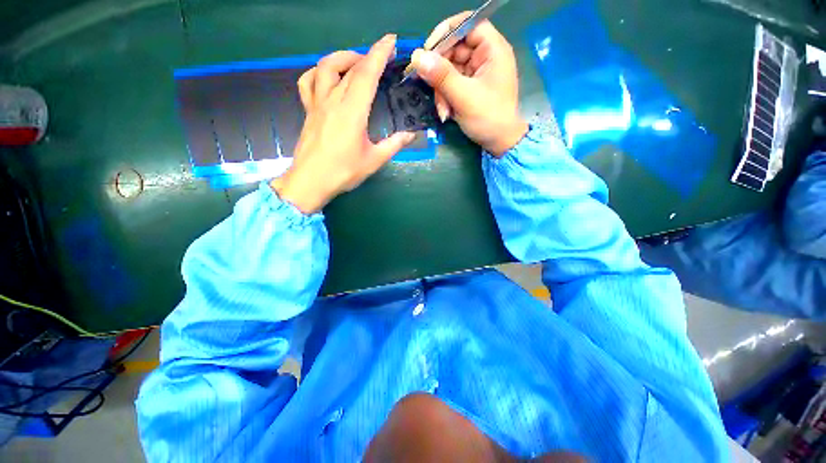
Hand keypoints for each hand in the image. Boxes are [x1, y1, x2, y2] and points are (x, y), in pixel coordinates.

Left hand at [271, 35, 415, 213]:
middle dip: (367, 55)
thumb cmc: (343, 172)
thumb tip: (411, 135)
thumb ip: (394, 144)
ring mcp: (317, 104)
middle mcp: (333, 101)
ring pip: (325, 67)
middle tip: (381, 57)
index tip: (391, 41)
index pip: (366, 74)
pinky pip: (307, 82)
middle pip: (349, 68)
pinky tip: (327, 78)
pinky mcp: (308, 111)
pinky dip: (318, 73)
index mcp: (352, 112)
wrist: (311, 182)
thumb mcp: (374, 160)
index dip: (379, 54)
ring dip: (342, 58)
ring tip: (355, 63)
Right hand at [411, 13, 527, 155]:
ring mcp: (477, 73)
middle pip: (454, 49)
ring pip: (449, 70)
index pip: (468, 24)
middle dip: (440, 72)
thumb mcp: (464, 97)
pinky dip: (446, 97)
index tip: (428, 50)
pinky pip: (451, 84)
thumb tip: (417, 56)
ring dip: (441, 90)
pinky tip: (447, 112)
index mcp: (492, 50)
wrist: (499, 143)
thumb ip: (441, 75)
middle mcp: (485, 56)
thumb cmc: (488, 118)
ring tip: (444, 110)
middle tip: (431, 88)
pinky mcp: (471, 87)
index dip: (446, 32)